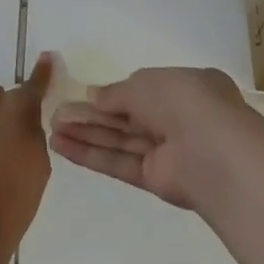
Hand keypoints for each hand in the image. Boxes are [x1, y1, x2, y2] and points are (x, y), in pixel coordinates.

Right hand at [49, 65, 263, 210]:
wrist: (214, 151)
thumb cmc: (183, 101)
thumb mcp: (144, 83)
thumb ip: (116, 93)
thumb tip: (94, 96)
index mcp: (185, 87)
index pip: (143, 89)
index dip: (112, 94)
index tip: (82, 96)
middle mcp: (177, 118)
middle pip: (126, 117)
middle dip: (91, 116)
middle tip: (54, 114)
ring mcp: (168, 151)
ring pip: (120, 140)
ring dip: (86, 135)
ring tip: (50, 130)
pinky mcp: (156, 179)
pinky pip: (120, 163)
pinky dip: (92, 155)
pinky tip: (62, 147)